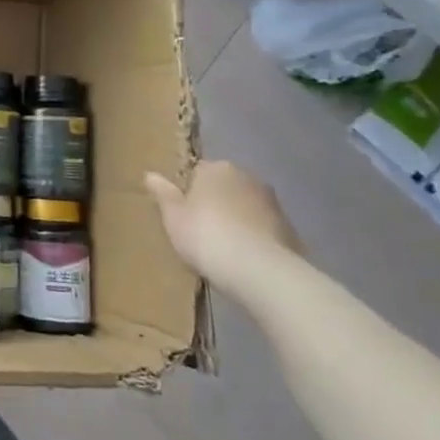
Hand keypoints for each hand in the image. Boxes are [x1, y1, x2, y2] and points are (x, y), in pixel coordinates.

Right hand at [144, 160, 300, 289]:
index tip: (182, 214)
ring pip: (244, 206)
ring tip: (222, 248)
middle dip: (213, 203)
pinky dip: (252, 236)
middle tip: (199, 230)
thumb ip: (163, 193)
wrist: (261, 271)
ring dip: (235, 219)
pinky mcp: (289, 227)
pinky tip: (243, 258)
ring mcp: (272, 202)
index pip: (196, 172)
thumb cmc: (206, 236)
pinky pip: (261, 227)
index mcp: (216, 168)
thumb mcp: (173, 217)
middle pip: (222, 187)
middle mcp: (246, 176)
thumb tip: (150, 174)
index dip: (187, 192)